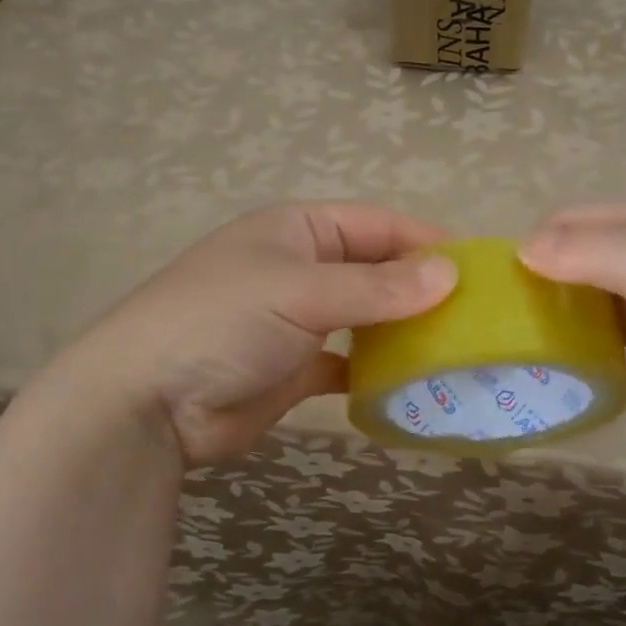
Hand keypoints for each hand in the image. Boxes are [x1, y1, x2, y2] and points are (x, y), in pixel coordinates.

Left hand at [54, 203, 456, 463]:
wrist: (148, 402)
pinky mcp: (295, 369)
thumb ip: (376, 287)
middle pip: (375, 270)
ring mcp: (297, 321)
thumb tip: (449, 274)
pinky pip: (348, 363)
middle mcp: (301, 269)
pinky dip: (377, 371)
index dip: (425, 241)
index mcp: (298, 231)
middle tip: (478, 314)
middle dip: (421, 288)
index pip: (376, 224)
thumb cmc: (223, 321)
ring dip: (404, 330)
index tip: (478, 266)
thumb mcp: (301, 291)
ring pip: (366, 318)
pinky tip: (412, 383)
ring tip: (457, 348)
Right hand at [519, 203, 625, 473]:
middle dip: (543, 272)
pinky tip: (553, 352)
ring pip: (590, 292)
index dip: (540, 240)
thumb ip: (600, 256)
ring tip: (516, 332)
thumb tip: (523, 249)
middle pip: (582, 253)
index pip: (581, 219)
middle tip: (503, 311)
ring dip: (557, 305)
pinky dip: (579, 335)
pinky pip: (605, 329)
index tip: (500, 281)